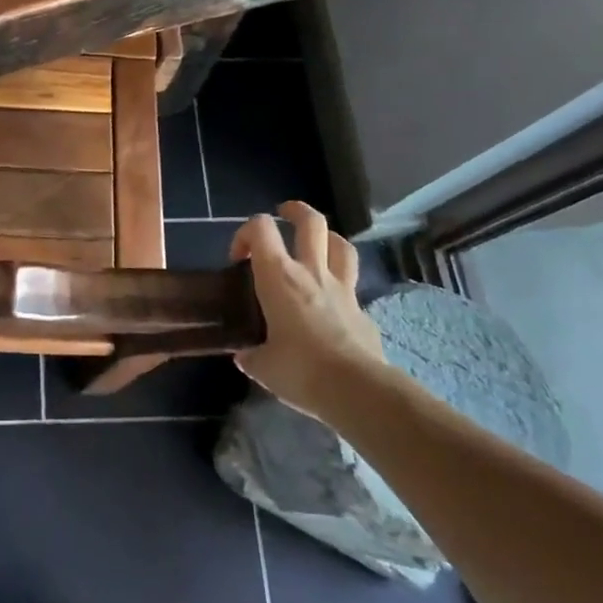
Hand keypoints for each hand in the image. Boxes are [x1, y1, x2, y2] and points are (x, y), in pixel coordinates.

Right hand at [232, 201, 385, 413]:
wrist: (358, 391)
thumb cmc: (301, 370)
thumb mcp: (264, 367)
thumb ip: (252, 355)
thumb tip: (245, 356)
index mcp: (278, 277)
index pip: (260, 228)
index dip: (245, 233)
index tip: (238, 258)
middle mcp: (311, 272)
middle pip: (310, 222)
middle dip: (295, 211)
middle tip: (283, 215)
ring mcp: (342, 289)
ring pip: (340, 244)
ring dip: (326, 238)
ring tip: (316, 244)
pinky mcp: (363, 311)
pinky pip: (353, 285)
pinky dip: (342, 285)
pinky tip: (333, 302)